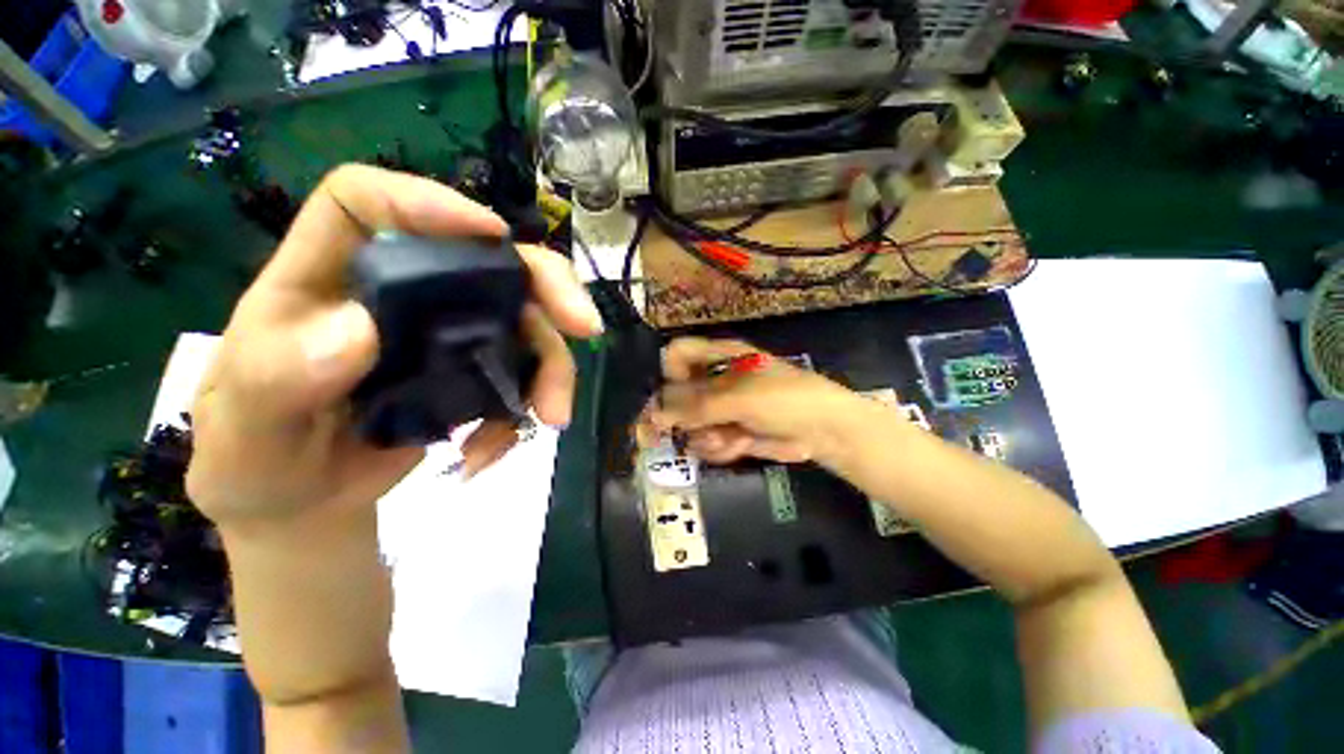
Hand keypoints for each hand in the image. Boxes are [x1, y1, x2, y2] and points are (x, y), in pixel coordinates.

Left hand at [185, 164, 603, 531]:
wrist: (301, 500)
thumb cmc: (257, 456)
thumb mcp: (246, 429)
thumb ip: (278, 379)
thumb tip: (359, 334)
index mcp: (328, 279)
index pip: (368, 203)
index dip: (429, 203)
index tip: (491, 234)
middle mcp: (402, 294)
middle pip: (488, 260)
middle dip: (548, 287)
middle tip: (586, 327)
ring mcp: (448, 333)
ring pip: (526, 323)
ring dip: (552, 369)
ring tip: (551, 419)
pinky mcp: (475, 370)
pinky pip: (524, 375)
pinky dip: (525, 410)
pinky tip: (490, 451)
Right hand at [645, 337, 862, 465]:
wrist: (823, 430)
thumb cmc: (784, 399)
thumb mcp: (740, 398)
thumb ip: (697, 408)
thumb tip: (655, 418)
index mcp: (719, 357)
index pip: (678, 354)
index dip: (669, 372)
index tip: (671, 392)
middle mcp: (715, 380)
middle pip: (677, 395)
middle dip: (677, 417)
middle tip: (673, 432)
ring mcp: (721, 409)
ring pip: (689, 424)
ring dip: (704, 434)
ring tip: (726, 437)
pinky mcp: (729, 432)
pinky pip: (707, 441)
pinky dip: (719, 447)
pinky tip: (737, 444)